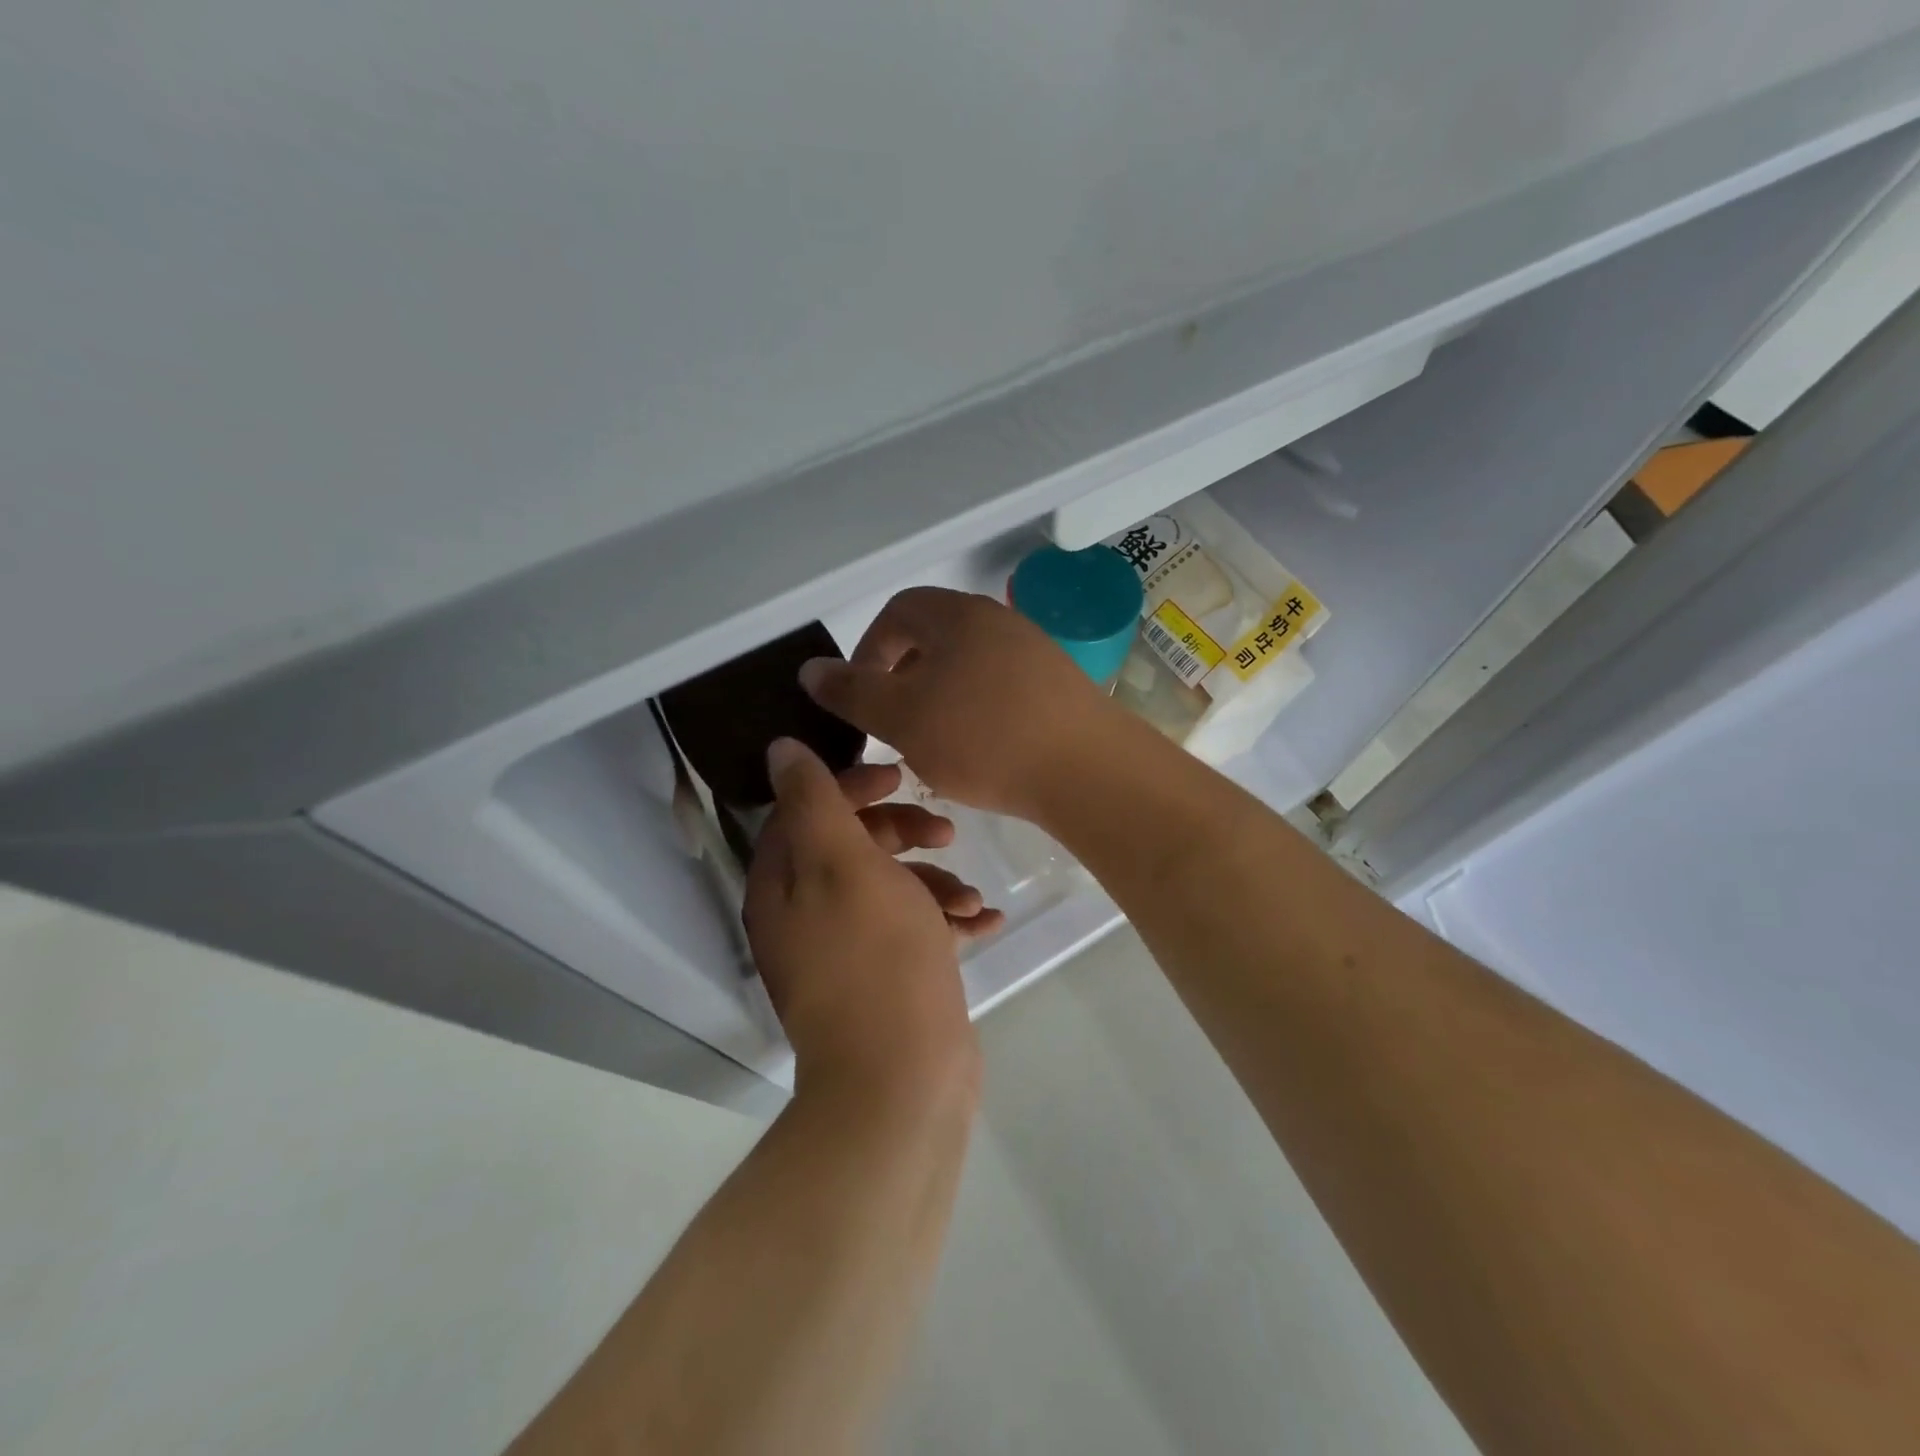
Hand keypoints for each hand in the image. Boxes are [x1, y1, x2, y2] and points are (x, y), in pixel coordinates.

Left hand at [745, 738, 985, 1101]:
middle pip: (852, 846)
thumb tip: (778, 749)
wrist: (902, 1080)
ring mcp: (846, 951)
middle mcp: (805, 915)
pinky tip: (984, 922)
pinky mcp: (885, 979)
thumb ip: (814, 801)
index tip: (900, 776)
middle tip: (946, 831)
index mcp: (783, 885)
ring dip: (934, 881)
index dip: (852, 784)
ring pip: (890, 888)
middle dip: (902, 832)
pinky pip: (914, 930)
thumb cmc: (875, 957)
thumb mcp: (844, 863)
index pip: (806, 809)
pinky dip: (945, 920)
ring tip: (970, 898)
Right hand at [798, 586, 1117, 819]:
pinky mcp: (1060, 686)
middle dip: (904, 676)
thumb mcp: (902, 717)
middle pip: (935, 637)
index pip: (897, 612)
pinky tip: (981, 750)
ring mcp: (1036, 652)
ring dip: (941, 697)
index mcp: (958, 615)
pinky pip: (1003, 688)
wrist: (1088, 770)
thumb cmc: (983, 738)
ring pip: (969, 665)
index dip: (867, 651)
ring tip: (933, 742)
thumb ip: (852, 692)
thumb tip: (811, 669)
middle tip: (893, 723)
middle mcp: (999, 621)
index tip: (861, 698)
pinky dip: (978, 711)